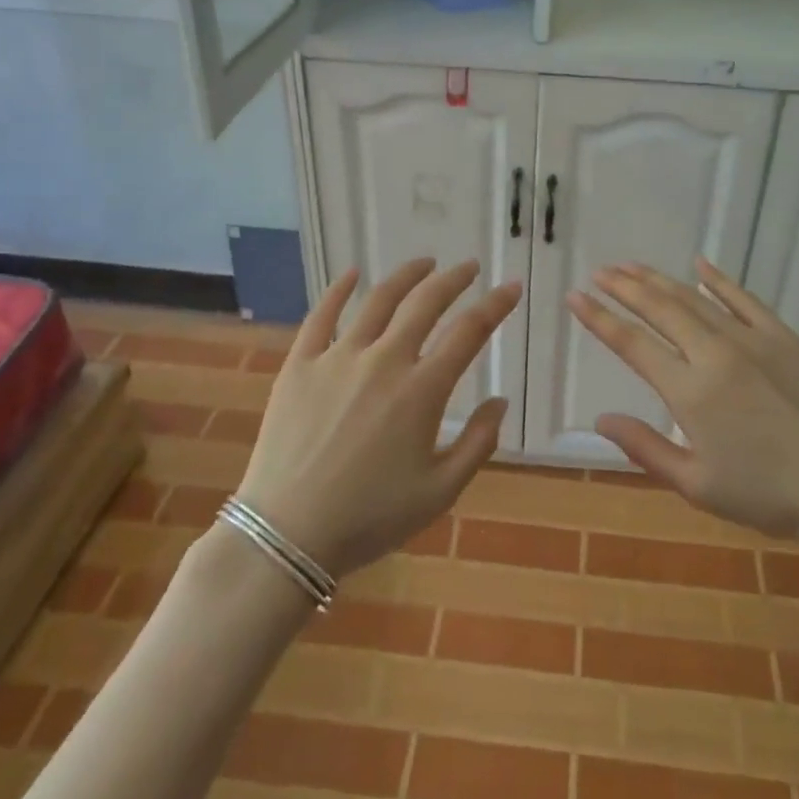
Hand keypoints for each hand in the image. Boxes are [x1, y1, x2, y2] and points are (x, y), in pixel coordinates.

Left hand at [234, 258, 521, 575]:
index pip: (470, 332)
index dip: (496, 305)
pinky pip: (321, 315)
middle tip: (470, 267)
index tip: (511, 287)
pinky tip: (352, 274)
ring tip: (425, 263)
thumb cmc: (370, 519)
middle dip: (454, 279)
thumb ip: (478, 444)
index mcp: (422, 391)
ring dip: (407, 275)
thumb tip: (500, 401)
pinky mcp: (300, 364)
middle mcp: (384, 360)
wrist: (287, 535)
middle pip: (426, 303)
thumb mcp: (439, 492)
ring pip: (378, 299)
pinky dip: (339, 290)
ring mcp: (338, 357)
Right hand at [566, 259, 798, 542]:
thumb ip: (645, 448)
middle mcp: (714, 353)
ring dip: (659, 279)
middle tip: (600, 273)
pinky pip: (743, 298)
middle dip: (625, 287)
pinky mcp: (782, 336)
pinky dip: (717, 279)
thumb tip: (601, 417)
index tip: (575, 298)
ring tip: (632, 266)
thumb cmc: (768, 495)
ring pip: (694, 297)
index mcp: (690, 391)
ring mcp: (751, 339)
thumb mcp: (697, 485)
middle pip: (660, 308)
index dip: (600, 318)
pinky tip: (699, 264)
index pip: (633, 344)